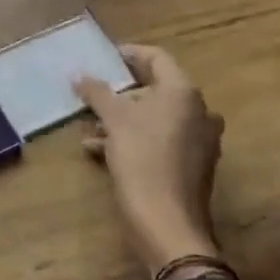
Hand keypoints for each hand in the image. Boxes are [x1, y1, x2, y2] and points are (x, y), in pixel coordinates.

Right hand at [74, 45, 224, 277]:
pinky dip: (134, 139)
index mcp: (183, 93)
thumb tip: (80, 75)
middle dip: (120, 92)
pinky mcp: (193, 166)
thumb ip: (97, 92)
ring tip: (90, 127)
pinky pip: (160, 141)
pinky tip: (100, 151)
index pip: (156, 57)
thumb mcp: (113, 120)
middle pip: (156, 88)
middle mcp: (198, 111)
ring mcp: (199, 141)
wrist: (168, 225)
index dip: (128, 54)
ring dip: (123, 118)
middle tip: (93, 95)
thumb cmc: (142, 159)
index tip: (103, 59)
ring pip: (155, 117)